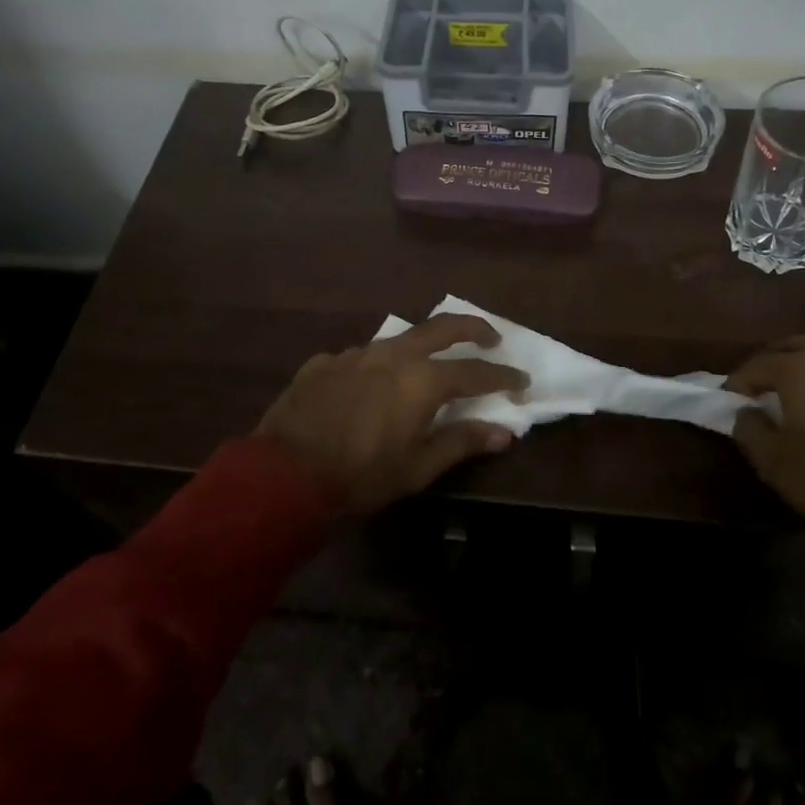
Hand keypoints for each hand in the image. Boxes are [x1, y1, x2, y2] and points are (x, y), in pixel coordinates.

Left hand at [257, 314, 527, 515]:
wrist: (283, 475)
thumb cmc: (360, 477)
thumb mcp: (417, 468)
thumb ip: (461, 442)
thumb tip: (504, 431)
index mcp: (421, 380)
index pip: (475, 371)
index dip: (502, 375)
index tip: (521, 379)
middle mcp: (392, 354)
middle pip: (442, 327)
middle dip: (473, 328)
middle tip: (491, 337)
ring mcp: (355, 353)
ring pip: (398, 340)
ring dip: (420, 348)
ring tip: (425, 367)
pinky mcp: (325, 361)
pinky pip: (360, 358)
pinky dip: (376, 368)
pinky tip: (367, 390)